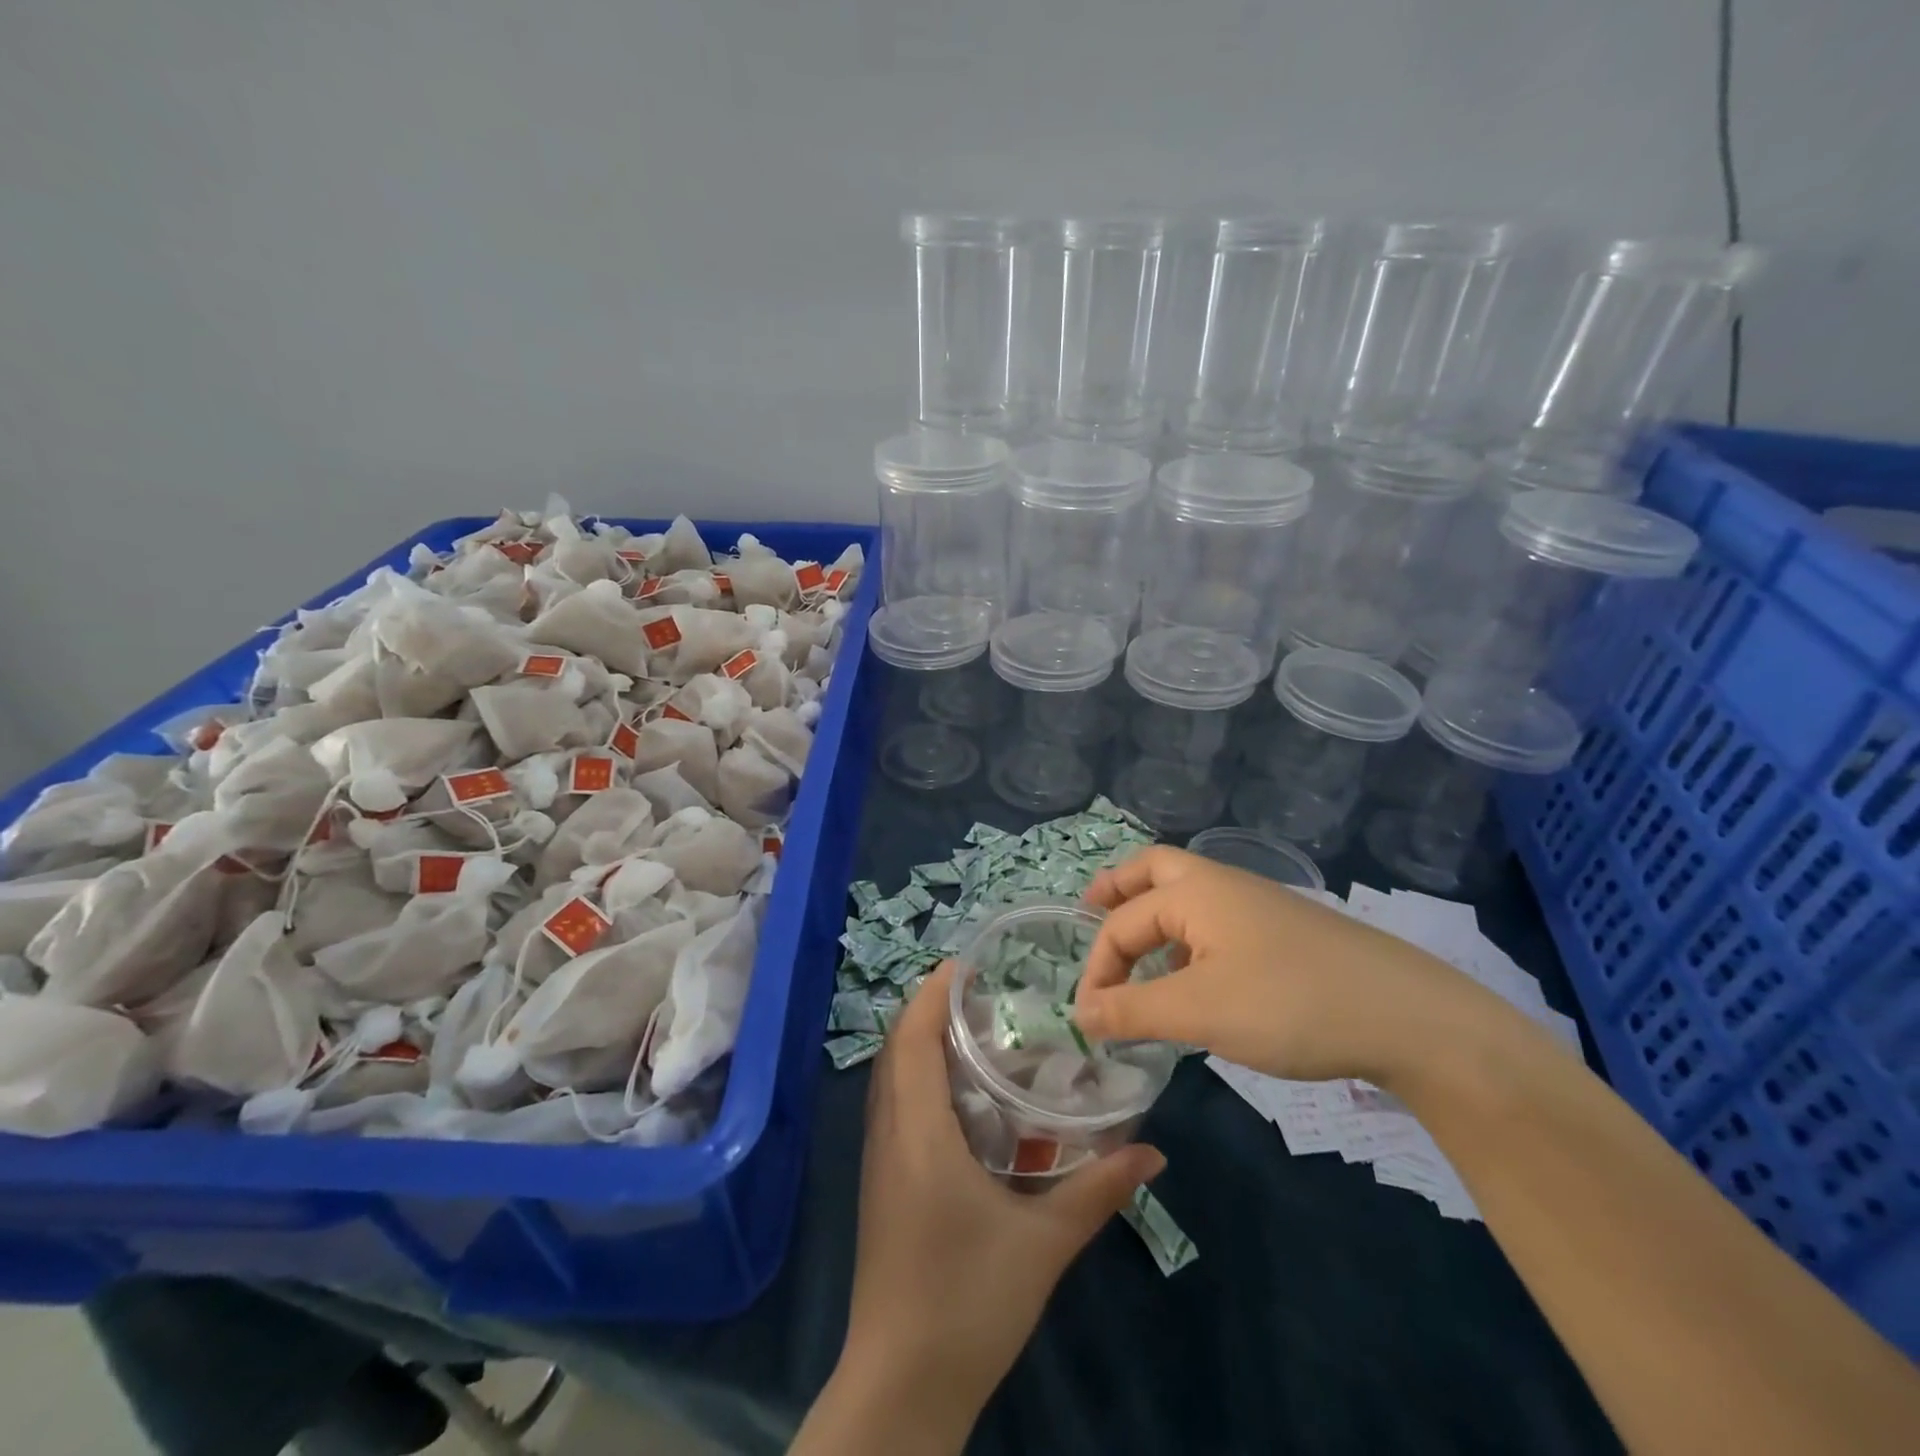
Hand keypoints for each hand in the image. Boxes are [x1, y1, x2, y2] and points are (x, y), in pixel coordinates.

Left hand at [826, 961, 1163, 1447]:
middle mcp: (888, 1134)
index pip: (914, 1039)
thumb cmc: (968, 1302)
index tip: (966, 964)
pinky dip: (917, 1077)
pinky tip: (960, 1095)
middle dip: (930, 1009)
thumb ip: (1097, 1189)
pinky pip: (892, 1106)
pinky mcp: (881, 1183)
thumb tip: (1152, 1150)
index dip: (933, 994)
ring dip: (920, 1042)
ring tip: (974, 1028)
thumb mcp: (1043, 1244)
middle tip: (981, 991)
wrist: (901, 1384)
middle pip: (896, 1048)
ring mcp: (878, 1160)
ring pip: (890, 1076)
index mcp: (918, 1133)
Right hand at [1074, 846, 1502, 1086]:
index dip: (1097, 968)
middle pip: (1153, 870)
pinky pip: (1217, 922)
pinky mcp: (1284, 932)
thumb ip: (1132, 1010)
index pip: (1120, 922)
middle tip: (1091, 915)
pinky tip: (1198, 983)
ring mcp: (1258, 905)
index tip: (1089, 1020)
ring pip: (1188, 897)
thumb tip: (1078, 1013)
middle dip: (1117, 891)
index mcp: (1193, 891)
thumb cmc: (1289, 1004)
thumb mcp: (1199, 1011)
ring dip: (1153, 917)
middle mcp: (1221, 885)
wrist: (1409, 1016)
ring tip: (1140, 962)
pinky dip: (1188, 940)